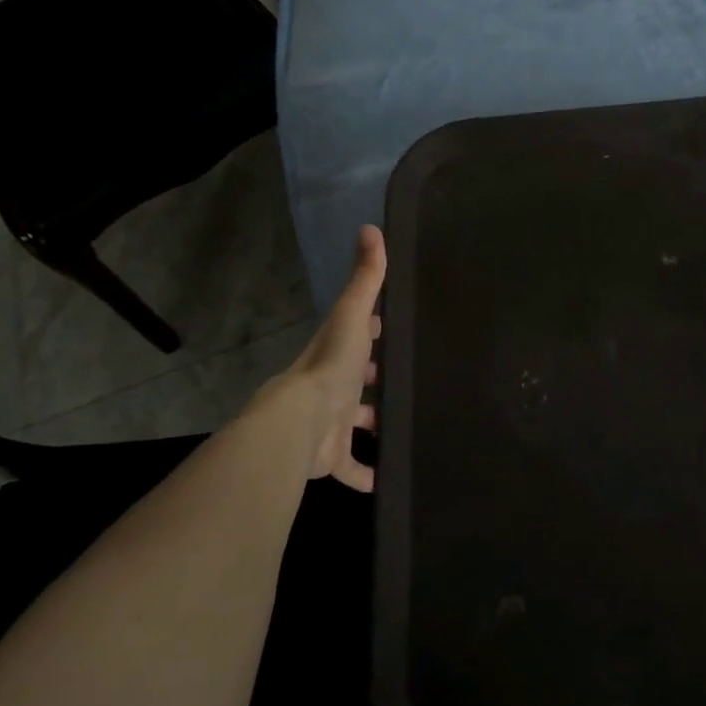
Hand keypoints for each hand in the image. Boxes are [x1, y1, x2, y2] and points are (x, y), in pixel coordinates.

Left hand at [266, 224, 385, 491]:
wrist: (297, 426)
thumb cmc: (329, 368)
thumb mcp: (351, 316)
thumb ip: (365, 278)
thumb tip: (371, 227)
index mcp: (335, 352)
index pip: (355, 334)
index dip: (372, 328)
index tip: (392, 325)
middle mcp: (331, 386)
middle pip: (356, 378)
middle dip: (376, 376)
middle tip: (408, 376)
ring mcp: (330, 423)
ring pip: (355, 421)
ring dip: (373, 421)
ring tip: (404, 422)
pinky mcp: (331, 456)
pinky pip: (351, 466)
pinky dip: (366, 473)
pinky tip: (385, 479)